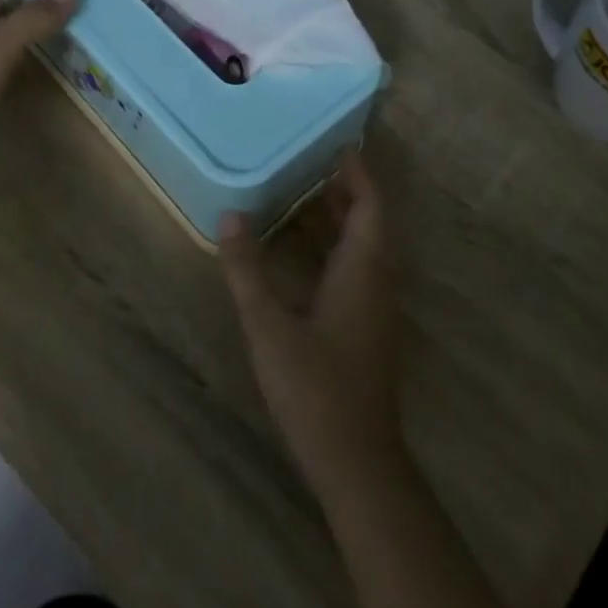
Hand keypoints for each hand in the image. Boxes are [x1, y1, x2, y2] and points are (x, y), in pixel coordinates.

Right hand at [221, 151, 406, 498]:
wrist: (357, 462)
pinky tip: (303, 254)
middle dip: (344, 192)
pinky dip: (334, 249)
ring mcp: (375, 308)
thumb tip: (230, 216)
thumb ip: (247, 270)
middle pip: (369, 222)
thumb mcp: (270, 327)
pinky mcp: (367, 328)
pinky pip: (356, 270)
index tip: (337, 145)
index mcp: (363, 270)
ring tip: (301, 196)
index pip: (371, 206)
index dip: (358, 174)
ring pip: (363, 248)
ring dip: (339, 220)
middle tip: (308, 164)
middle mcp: (377, 281)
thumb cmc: (316, 388)